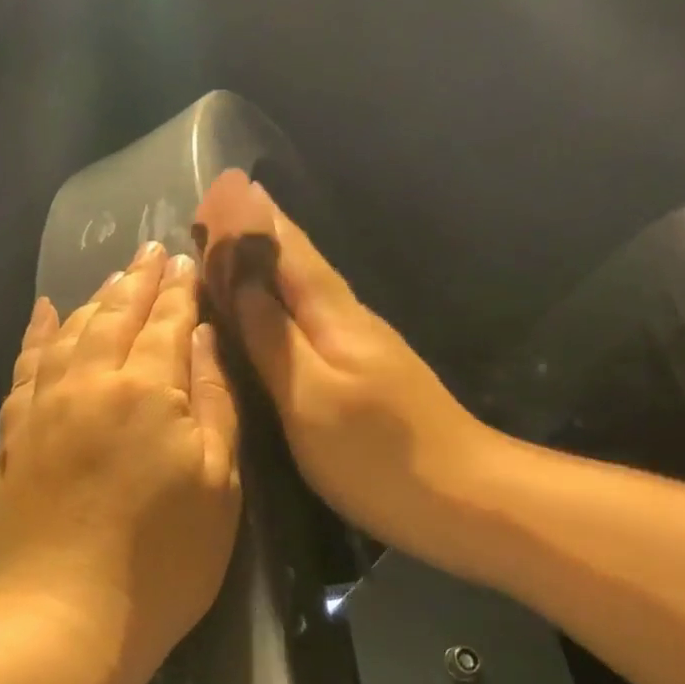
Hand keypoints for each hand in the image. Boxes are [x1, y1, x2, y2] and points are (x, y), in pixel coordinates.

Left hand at [0, 242, 241, 683]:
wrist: (63, 618)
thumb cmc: (161, 562)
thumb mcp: (217, 486)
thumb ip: (212, 403)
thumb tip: (201, 340)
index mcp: (147, 390)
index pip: (167, 322)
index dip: (179, 290)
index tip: (186, 260)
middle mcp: (90, 381)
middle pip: (115, 315)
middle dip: (138, 280)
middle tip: (152, 250)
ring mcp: (43, 405)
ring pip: (69, 330)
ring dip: (94, 298)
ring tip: (113, 277)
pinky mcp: (12, 432)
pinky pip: (25, 365)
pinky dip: (37, 333)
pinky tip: (43, 311)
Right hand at [222, 182, 497, 555]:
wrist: (464, 499)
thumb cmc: (377, 453)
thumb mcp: (310, 396)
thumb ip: (272, 337)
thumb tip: (236, 278)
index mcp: (333, 316)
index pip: (285, 252)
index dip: (250, 221)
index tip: (220, 184)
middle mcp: (348, 318)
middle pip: (298, 261)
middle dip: (258, 229)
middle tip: (221, 201)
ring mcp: (361, 345)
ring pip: (306, 286)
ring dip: (271, 257)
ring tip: (237, 239)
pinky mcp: (365, 372)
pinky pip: (313, 316)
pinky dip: (286, 296)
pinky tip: (277, 305)